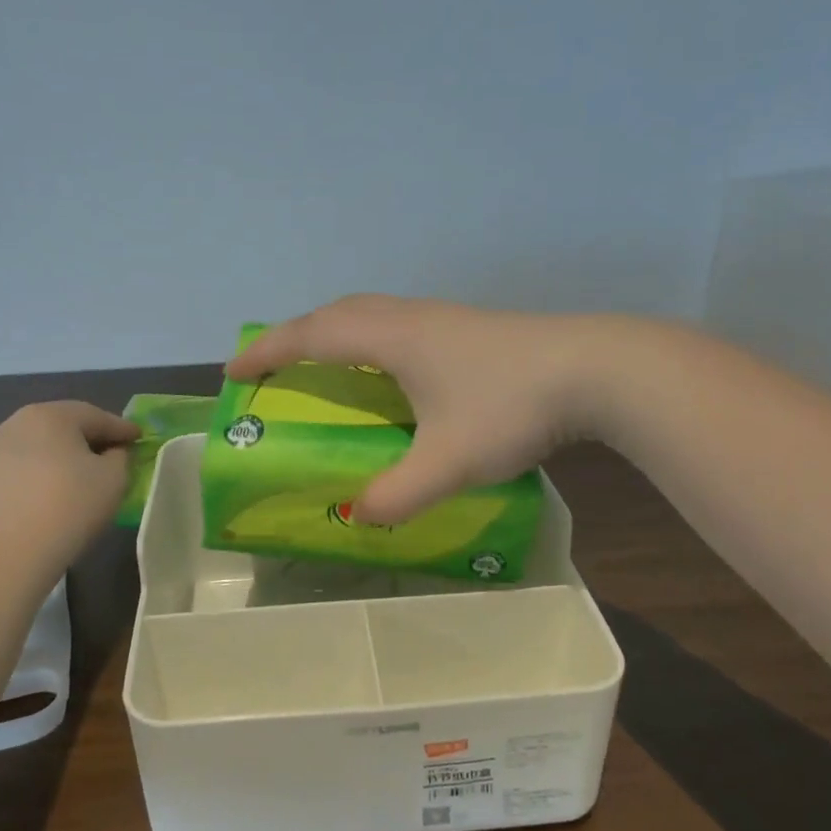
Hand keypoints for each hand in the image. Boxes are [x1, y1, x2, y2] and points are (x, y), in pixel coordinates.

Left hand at [0, 401, 140, 539]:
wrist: (13, 552)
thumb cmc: (71, 505)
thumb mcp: (114, 477)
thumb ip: (120, 455)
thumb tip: (112, 451)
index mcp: (51, 415)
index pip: (96, 416)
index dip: (122, 428)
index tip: (139, 437)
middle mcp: (18, 421)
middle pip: (65, 424)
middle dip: (91, 436)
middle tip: (115, 450)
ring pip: (42, 442)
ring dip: (65, 451)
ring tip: (84, 469)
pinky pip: (25, 462)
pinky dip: (44, 467)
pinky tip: (56, 485)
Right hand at [229, 295, 612, 524]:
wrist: (596, 370)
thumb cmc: (510, 406)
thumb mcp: (449, 461)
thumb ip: (398, 494)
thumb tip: (357, 517)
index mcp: (390, 338)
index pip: (311, 336)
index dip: (268, 353)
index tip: (234, 370)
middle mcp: (410, 317)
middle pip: (337, 313)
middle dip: (295, 336)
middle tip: (273, 366)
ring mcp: (443, 318)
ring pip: (371, 313)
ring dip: (334, 331)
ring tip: (322, 363)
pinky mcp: (469, 328)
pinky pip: (397, 323)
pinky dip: (369, 338)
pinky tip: (390, 369)